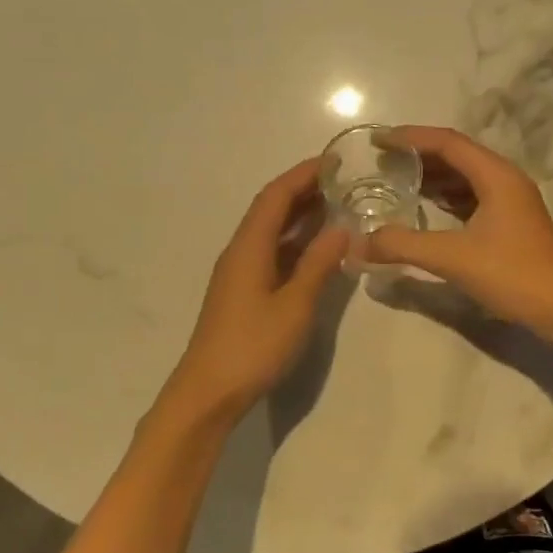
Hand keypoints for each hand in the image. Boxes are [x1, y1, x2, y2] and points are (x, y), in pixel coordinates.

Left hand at [159, 158, 349, 426]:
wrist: (208, 392)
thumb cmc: (252, 346)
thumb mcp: (295, 305)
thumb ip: (319, 265)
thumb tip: (343, 228)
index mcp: (249, 246)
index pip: (276, 196)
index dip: (303, 174)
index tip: (335, 161)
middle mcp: (241, 251)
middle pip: (271, 209)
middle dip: (305, 191)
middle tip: (344, 182)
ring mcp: (240, 272)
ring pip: (271, 232)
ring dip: (301, 216)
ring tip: (338, 207)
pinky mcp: (243, 292)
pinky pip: (271, 252)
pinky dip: (295, 243)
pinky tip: (318, 249)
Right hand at [362, 126, 552, 334]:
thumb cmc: (512, 274)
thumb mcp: (452, 258)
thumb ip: (403, 246)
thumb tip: (358, 243)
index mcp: (496, 176)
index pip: (447, 142)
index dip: (410, 138)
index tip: (377, 141)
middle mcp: (505, 179)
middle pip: (456, 155)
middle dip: (418, 155)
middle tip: (381, 160)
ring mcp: (511, 201)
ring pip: (464, 176)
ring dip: (431, 176)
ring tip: (395, 180)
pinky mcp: (510, 221)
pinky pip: (471, 196)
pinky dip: (445, 196)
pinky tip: (424, 207)